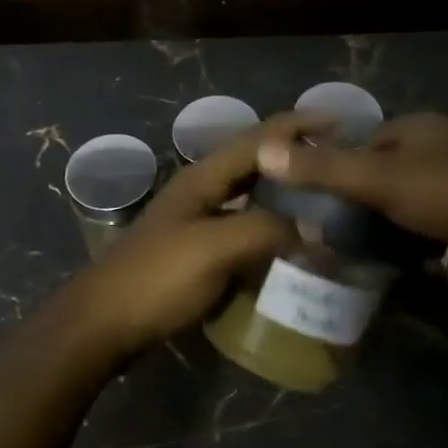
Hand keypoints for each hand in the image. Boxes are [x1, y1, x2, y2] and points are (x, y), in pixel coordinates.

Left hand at [46, 112, 325, 363]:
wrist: (103, 323)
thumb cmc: (158, 278)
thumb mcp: (215, 248)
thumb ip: (267, 230)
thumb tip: (318, 229)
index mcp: (203, 178)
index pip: (259, 138)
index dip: (299, 125)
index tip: (344, 124)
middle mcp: (201, 191)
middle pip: (256, 163)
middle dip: (297, 159)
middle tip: (340, 167)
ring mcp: (197, 222)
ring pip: (251, 197)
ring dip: (286, 196)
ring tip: (325, 203)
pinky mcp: (197, 252)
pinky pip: (244, 229)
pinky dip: (272, 230)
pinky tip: (292, 246)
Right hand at [256, 111, 447, 243]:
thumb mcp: (377, 180)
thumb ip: (322, 169)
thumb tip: (263, 151)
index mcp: (415, 127)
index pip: (363, 143)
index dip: (339, 170)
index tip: (323, 204)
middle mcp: (443, 142)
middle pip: (390, 170)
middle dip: (370, 200)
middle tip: (349, 235)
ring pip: (417, 196)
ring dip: (399, 221)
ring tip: (380, 252)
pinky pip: (444, 217)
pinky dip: (429, 235)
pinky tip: (422, 258)